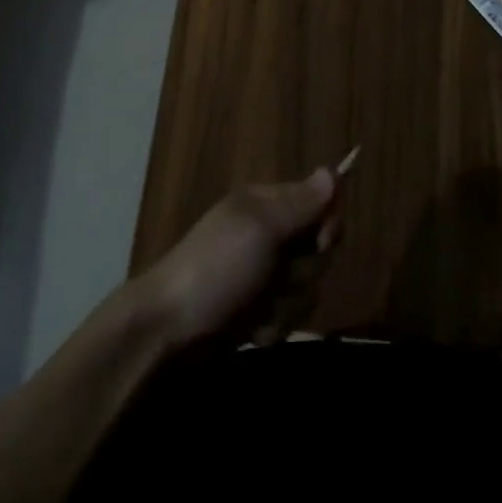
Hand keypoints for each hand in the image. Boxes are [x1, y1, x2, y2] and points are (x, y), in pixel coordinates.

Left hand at [132, 168, 342, 351]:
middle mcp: (269, 235)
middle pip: (319, 249)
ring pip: (307, 288)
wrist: (168, 331)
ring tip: (256, 309)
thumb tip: (332, 171)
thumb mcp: (260, 228)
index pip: (321, 202)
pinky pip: (289, 317)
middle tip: (278, 276)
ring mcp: (263, 276)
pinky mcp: (258, 312)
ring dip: (286, 304)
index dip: (328, 223)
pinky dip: (272, 326)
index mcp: (267, 204)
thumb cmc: (216, 268)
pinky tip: (250, 330)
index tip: (320, 241)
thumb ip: (300, 203)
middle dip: (304, 270)